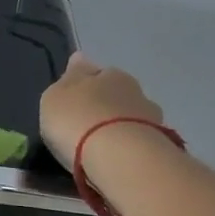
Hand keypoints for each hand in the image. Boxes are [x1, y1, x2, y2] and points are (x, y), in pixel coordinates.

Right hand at [39, 53, 166, 168]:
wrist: (119, 155)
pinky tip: (115, 154)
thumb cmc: (77, 120)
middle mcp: (132, 88)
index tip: (73, 93)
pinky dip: (126, 144)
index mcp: (107, 73)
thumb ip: (66, 81)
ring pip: (129, 115)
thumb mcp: (55, 97)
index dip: (82, 81)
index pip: (93, 70)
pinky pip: (137, 138)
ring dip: (117, 124)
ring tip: (101, 141)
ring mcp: (150, 116)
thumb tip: (79, 60)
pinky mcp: (159, 143)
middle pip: (115, 92)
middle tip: (86, 120)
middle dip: (103, 103)